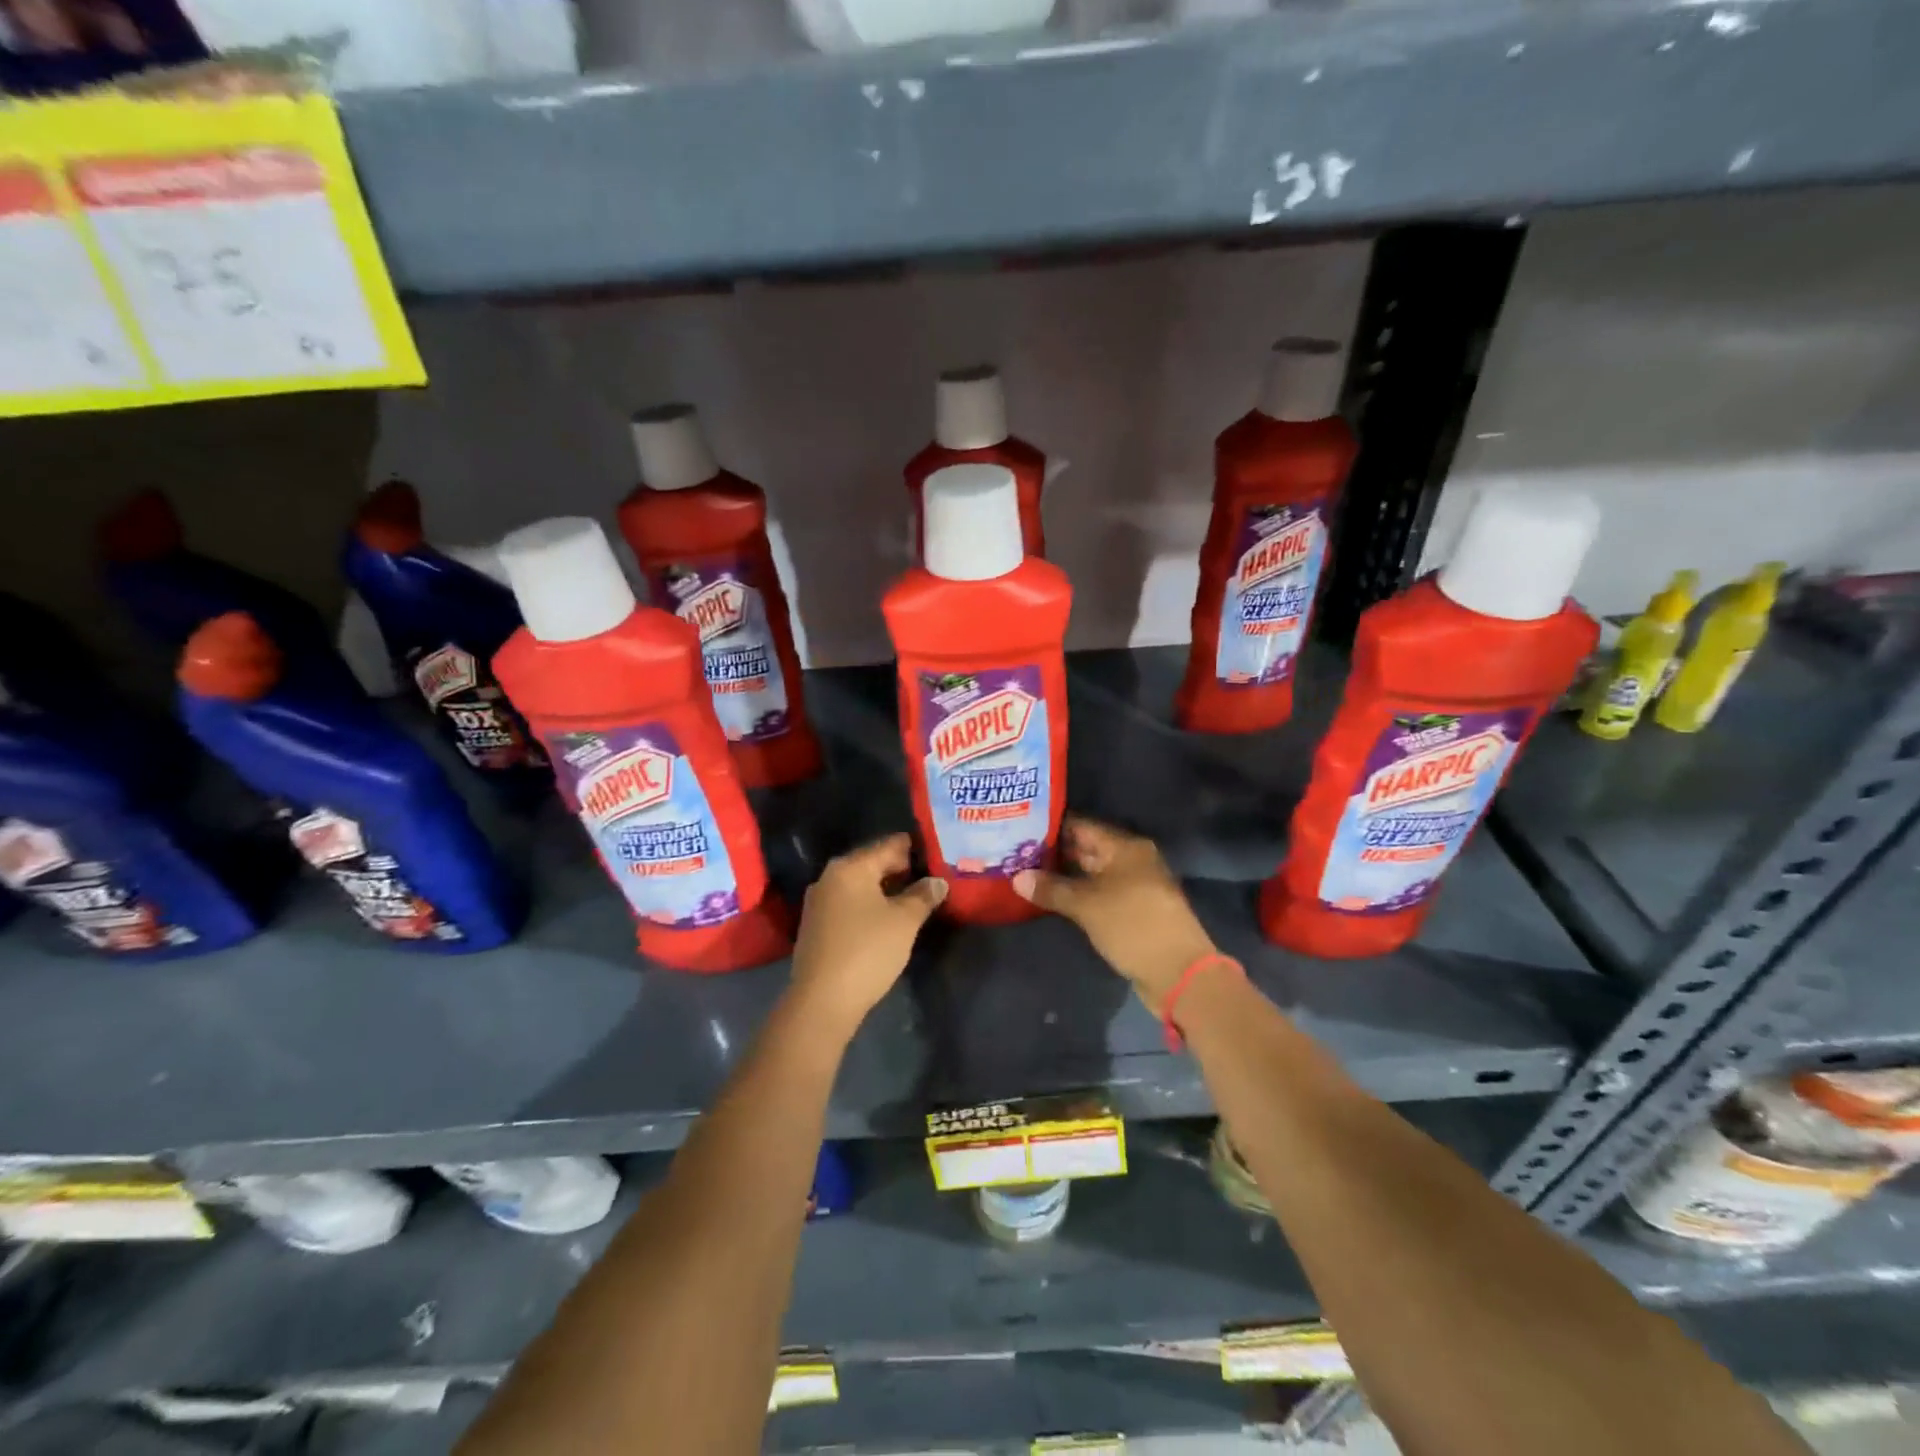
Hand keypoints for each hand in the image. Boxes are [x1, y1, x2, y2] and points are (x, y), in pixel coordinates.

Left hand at [788, 833, 946, 1038]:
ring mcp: (819, 903)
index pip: (887, 846)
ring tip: (912, 895)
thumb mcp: (904, 921)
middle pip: (871, 863)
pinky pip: (849, 904)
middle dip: (898, 868)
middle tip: (927, 872)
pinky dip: (869, 904)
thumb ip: (923, 896)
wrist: (822, 1001)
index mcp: (850, 867)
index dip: (911, 847)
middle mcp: (829, 877)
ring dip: (884, 888)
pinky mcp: (816, 927)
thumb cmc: (867, 950)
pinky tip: (886, 917)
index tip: (933, 848)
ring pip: (859, 885)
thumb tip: (937, 881)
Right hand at [1013, 817, 1216, 1013]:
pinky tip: (1051, 898)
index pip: (1082, 826)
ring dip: (1064, 875)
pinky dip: (1077, 894)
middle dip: (1054, 852)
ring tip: (1025, 872)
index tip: (1021, 827)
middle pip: (1087, 848)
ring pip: (1091, 873)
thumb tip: (1016, 878)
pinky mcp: (1132, 910)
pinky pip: (1098, 893)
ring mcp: (1133, 886)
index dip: (1052, 826)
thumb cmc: (1133, 925)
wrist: (1178, 972)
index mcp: (1126, 847)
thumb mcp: (1087, 905)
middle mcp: (1131, 860)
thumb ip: (1051, 889)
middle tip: (1016, 851)